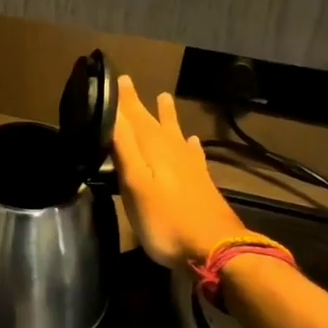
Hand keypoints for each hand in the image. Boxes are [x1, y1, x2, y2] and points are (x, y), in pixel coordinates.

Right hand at [112, 76, 246, 267]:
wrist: (214, 249)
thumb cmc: (166, 221)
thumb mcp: (135, 185)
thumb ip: (124, 148)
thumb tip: (112, 113)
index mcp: (154, 150)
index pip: (134, 117)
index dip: (123, 100)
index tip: (115, 78)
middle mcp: (173, 151)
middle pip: (153, 122)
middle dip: (139, 104)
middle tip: (129, 83)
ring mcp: (190, 167)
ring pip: (174, 133)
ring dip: (167, 116)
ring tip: (164, 97)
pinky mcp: (201, 183)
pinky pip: (193, 154)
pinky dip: (189, 144)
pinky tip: (191, 142)